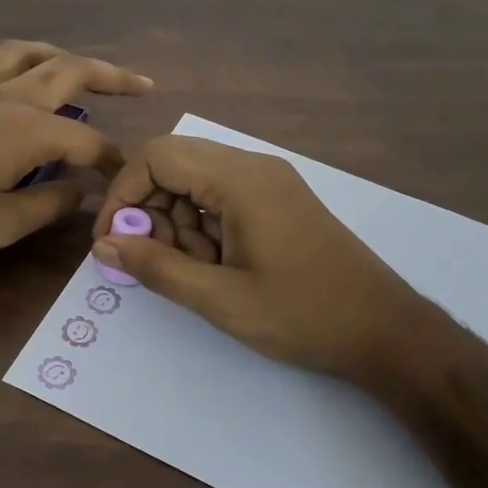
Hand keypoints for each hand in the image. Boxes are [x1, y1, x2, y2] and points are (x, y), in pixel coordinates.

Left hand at [0, 41, 149, 269]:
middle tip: (140, 84)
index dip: (111, 161)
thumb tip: (82, 192)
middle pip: (66, 73)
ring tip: (74, 64)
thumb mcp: (3, 225)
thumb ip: (50, 205)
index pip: (87, 141)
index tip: (123, 181)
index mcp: (28, 130)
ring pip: (17, 54)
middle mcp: (4, 98)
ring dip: (52, 54)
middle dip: (108, 76)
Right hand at [91, 135, 465, 386]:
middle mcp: (254, 167)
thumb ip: (155, 268)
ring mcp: (269, 182)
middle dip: (151, 210)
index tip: (114, 239)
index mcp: (240, 179)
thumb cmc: (302, 315)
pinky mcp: (278, 201)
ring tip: (195, 271)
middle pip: (175, 165)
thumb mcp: (220, 298)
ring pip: (196, 183)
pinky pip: (221, 198)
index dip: (124, 193)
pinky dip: (203, 227)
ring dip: (178, 223)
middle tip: (156, 261)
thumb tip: (103, 245)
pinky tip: (217, 267)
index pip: (158, 156)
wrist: (385, 331)